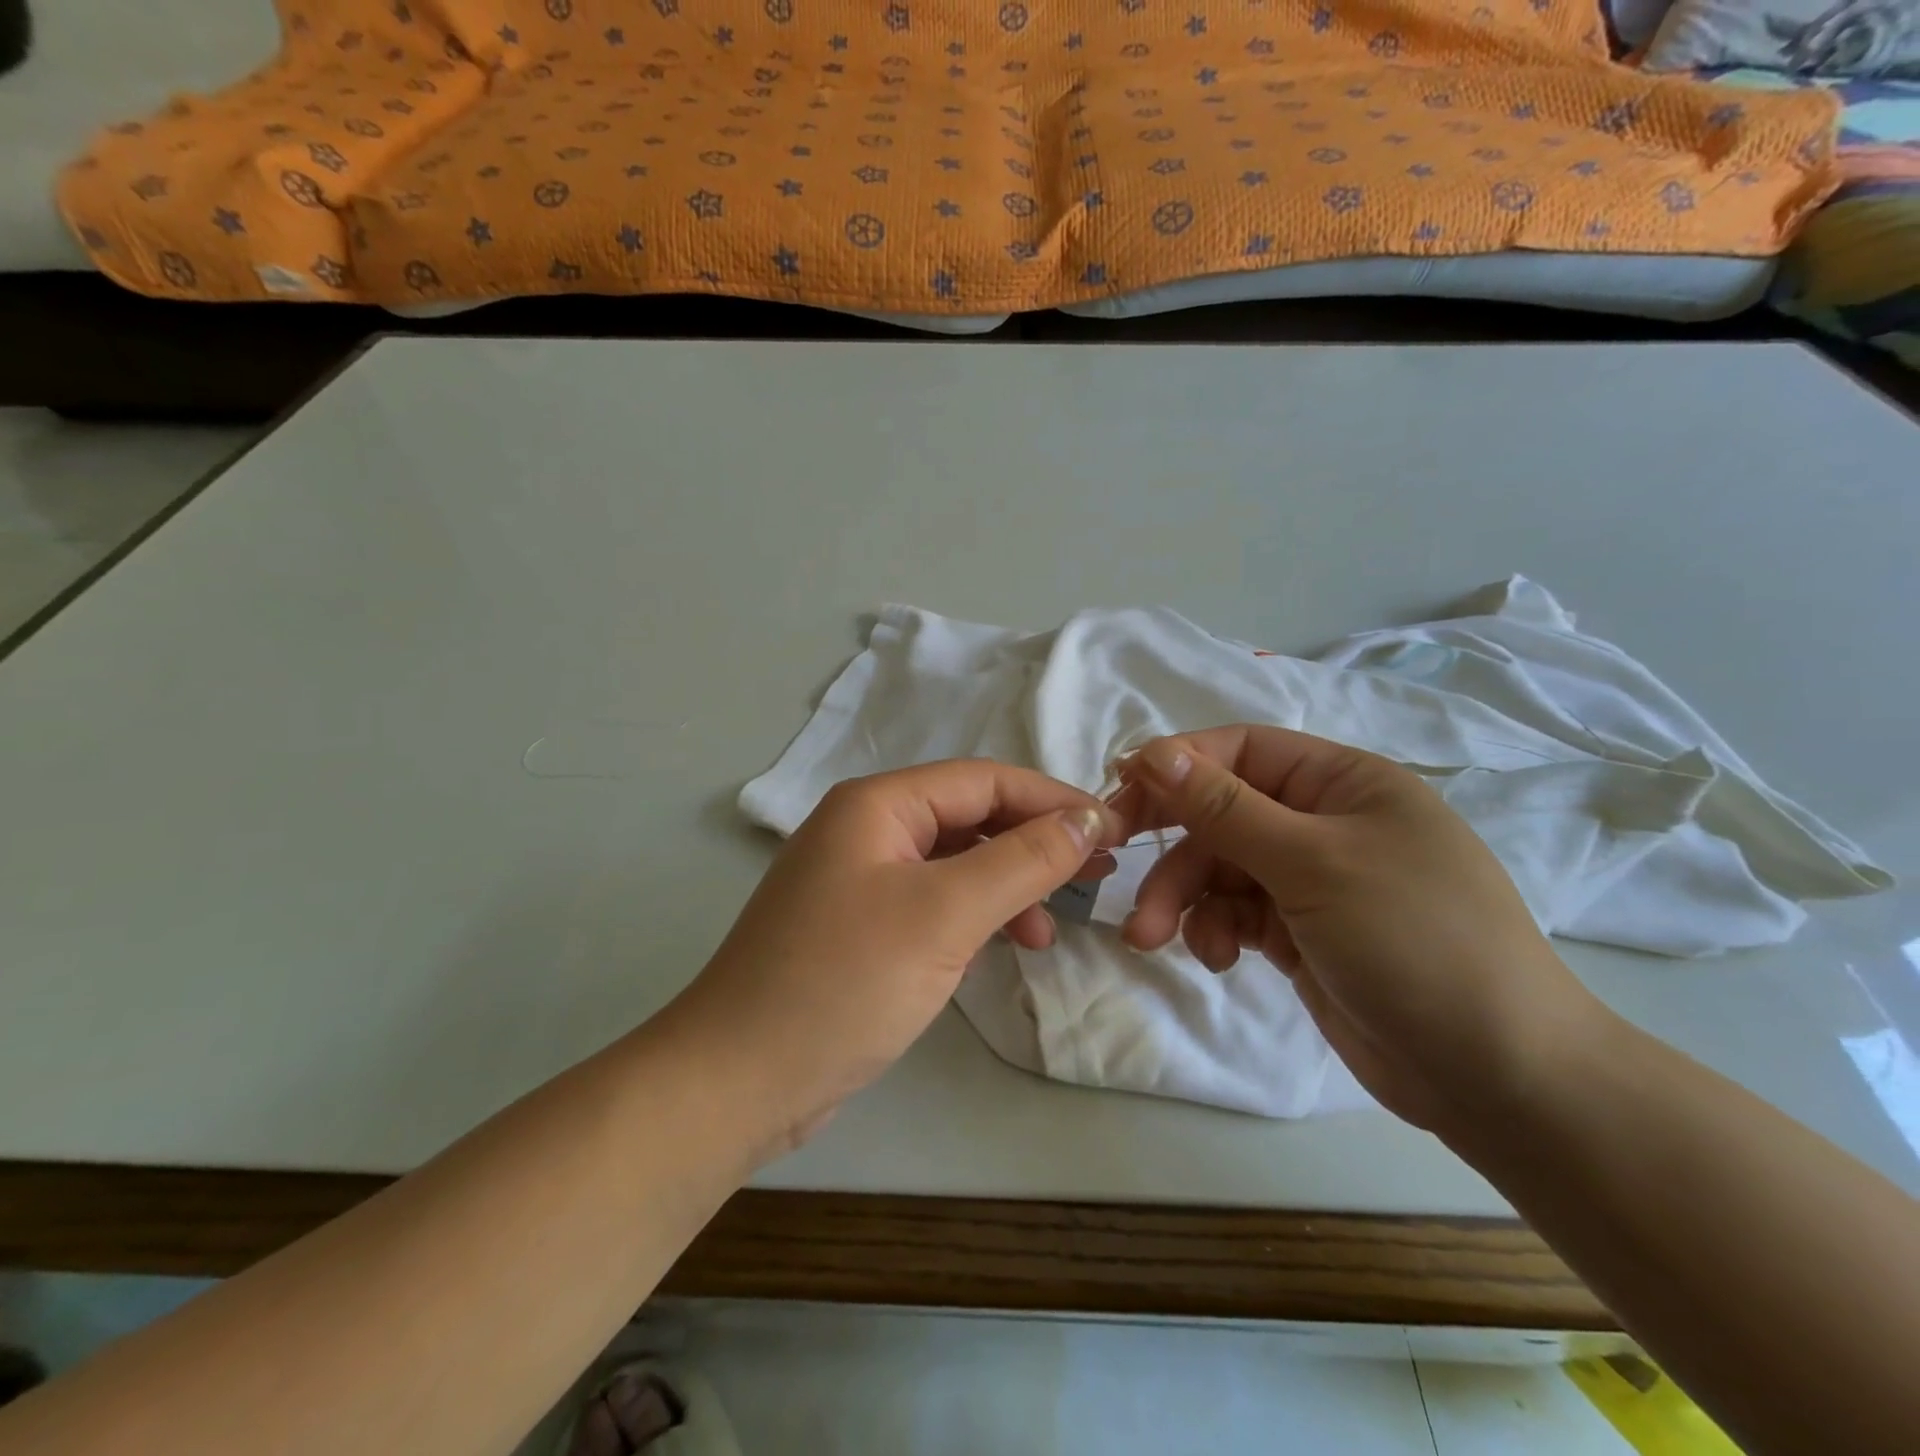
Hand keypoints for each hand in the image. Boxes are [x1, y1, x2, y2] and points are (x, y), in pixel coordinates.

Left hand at [671, 761, 1118, 1155]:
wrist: (738, 1080)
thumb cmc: (844, 982)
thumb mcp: (945, 914)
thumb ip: (1022, 860)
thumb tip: (1086, 818)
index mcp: (878, 805)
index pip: (984, 780)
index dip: (1052, 801)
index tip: (1113, 831)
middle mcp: (866, 829)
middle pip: (970, 817)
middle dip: (1034, 843)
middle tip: (1095, 875)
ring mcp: (860, 879)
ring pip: (955, 863)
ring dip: (1008, 885)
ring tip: (1050, 928)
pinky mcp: (861, 927)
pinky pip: (934, 902)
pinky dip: (975, 917)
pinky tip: (1003, 946)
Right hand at [1113, 727, 1602, 1131]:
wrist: (1498, 1077)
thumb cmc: (1413, 940)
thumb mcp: (1312, 862)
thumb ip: (1225, 807)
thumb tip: (1152, 751)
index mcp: (1342, 782)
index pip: (1241, 751)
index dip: (1177, 765)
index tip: (1118, 792)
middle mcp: (1324, 822)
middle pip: (1221, 812)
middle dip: (1171, 844)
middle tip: (1112, 860)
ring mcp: (1311, 880)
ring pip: (1219, 868)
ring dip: (1181, 898)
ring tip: (1151, 937)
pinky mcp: (1299, 932)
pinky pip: (1235, 913)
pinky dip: (1214, 929)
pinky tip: (1215, 958)